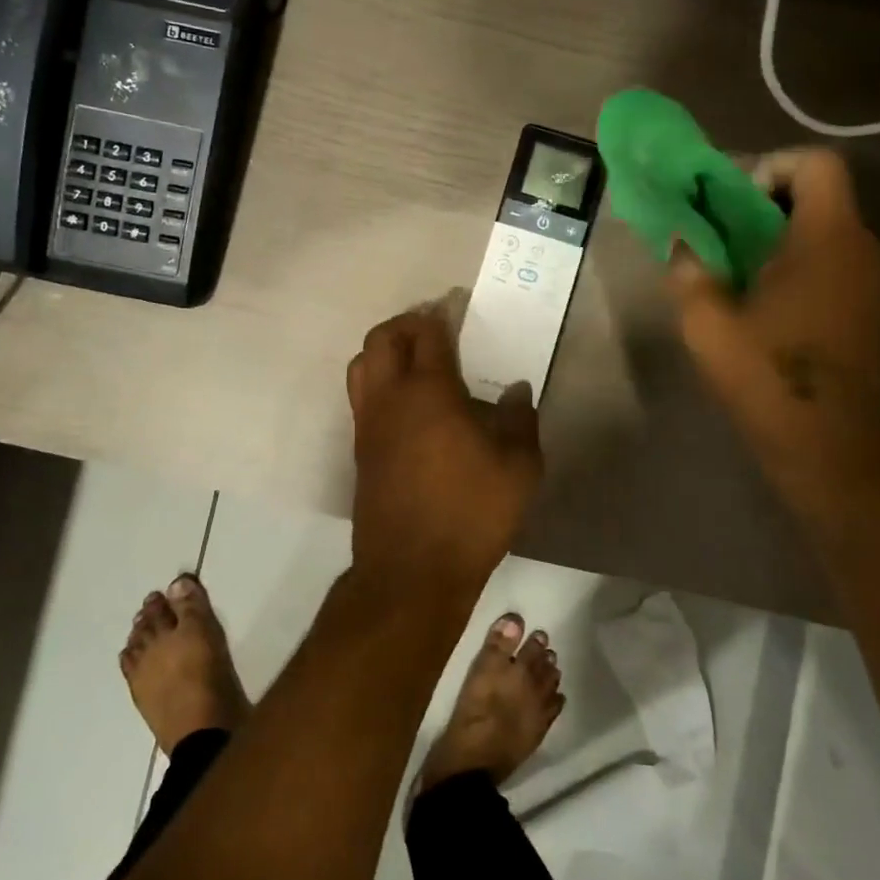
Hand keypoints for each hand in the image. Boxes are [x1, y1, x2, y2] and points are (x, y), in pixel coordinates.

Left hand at [346, 306, 542, 596]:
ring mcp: (368, 424)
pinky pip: (361, 396)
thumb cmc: (471, 513)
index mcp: (428, 392)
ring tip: (415, 360)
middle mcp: (390, 398)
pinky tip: (407, 403)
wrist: (412, 571)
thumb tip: (515, 391)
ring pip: (361, 364)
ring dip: (384, 350)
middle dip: (406, 323)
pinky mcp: (360, 449)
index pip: (428, 333)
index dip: (442, 314)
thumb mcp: (518, 468)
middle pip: (381, 338)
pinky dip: (378, 381)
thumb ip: (519, 421)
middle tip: (434, 328)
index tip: (457, 308)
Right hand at [668, 149, 879, 511]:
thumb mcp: (708, 325)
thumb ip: (689, 273)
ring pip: (825, 233)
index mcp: (827, 239)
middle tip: (719, 240)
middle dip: (763, 206)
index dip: (769, 167)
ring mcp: (875, 283)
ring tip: (734, 276)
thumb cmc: (770, 379)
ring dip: (778, 240)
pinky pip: (834, 266)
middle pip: (817, 196)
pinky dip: (798, 269)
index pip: (815, 163)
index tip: (730, 204)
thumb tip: (682, 244)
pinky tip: (764, 309)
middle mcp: (863, 249)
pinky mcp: (873, 312)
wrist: (835, 452)